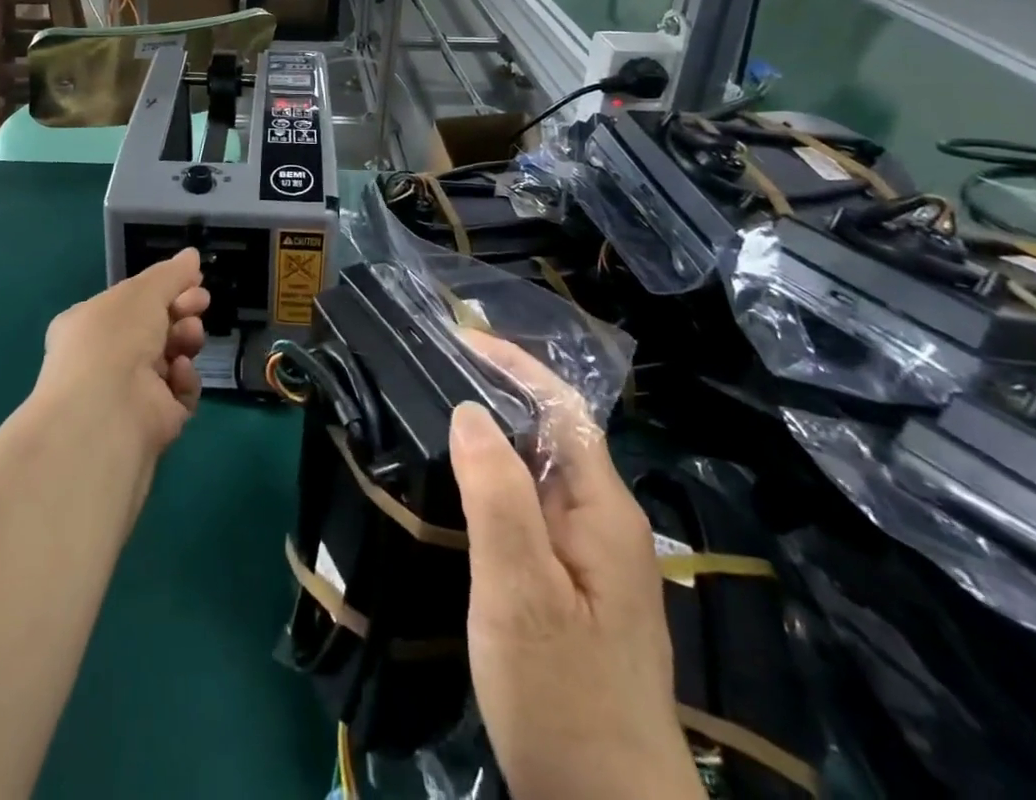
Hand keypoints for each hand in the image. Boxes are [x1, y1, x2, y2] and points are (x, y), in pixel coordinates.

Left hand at [37, 249, 208, 453]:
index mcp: (90, 323)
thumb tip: (192, 255)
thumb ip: (170, 274)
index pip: (132, 302)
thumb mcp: (142, 292)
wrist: (105, 413)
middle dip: (181, 312)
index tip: (193, 280)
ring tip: (189, 337)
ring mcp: (129, 391)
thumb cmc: (114, 338)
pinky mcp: (153, 420)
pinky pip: (179, 392)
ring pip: (171, 357)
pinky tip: (178, 374)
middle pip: (155, 328)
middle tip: (200, 303)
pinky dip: (184, 380)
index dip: (164, 289)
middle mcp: (105, 358)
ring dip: (185, 341)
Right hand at [451, 332, 700, 799]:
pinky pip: (531, 507)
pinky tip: (459, 487)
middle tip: (431, 370)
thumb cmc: (564, 698)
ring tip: (434, 413)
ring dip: (493, 434)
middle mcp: (604, 522)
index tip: (457, 338)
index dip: (514, 364)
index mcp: (603, 509)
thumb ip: (497, 494)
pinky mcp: (572, 588)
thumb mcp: (521, 593)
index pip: (561, 407)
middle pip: (551, 433)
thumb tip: (470, 408)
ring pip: (539, 471)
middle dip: (498, 390)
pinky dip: (493, 478)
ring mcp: (591, 559)